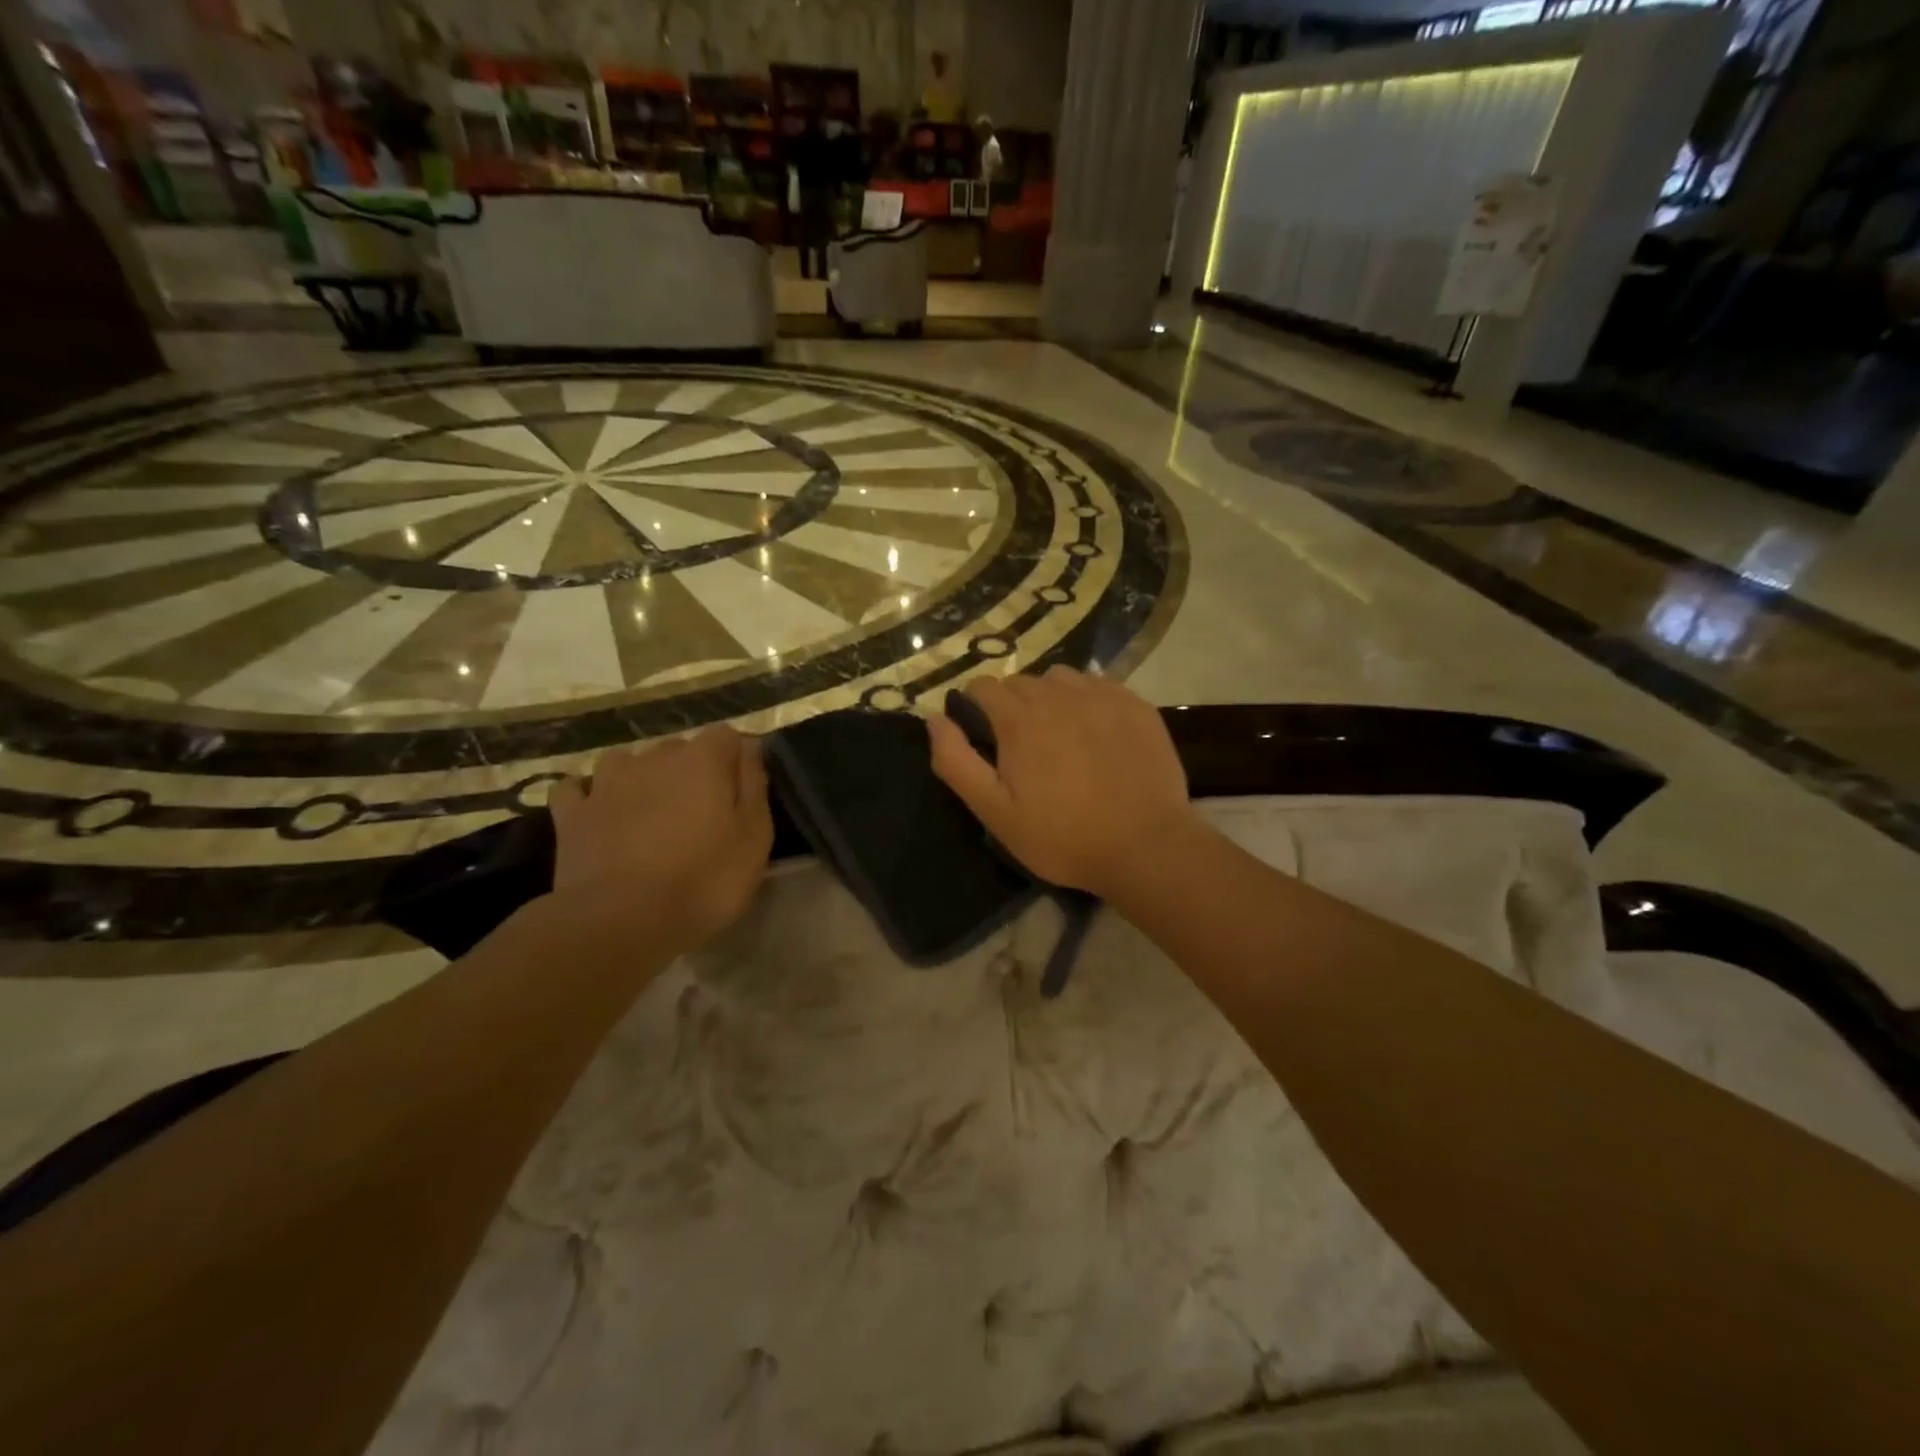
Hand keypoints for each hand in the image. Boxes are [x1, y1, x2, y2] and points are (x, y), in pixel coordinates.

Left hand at [549, 726, 772, 949]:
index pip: (726, 735)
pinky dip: (590, 796)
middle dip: (691, 771)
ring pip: (628, 762)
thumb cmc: (703, 881)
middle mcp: (653, 758)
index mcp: (702, 760)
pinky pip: (579, 789)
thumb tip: (749, 749)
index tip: (741, 791)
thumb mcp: (754, 838)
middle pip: (678, 749)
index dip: (736, 759)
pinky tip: (600, 815)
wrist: (620, 922)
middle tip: (701, 813)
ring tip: (651, 813)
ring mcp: (606, 783)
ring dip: (641, 778)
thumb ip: (754, 786)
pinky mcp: (571, 813)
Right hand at [926, 667, 1200, 899]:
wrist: (1145, 846)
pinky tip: (1096, 732)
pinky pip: (1099, 686)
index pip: (983, 686)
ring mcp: (1101, 696)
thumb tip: (934, 719)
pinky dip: (1088, 700)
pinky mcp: (1135, 705)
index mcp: (1018, 718)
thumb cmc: (1062, 835)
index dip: (974, 707)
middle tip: (1022, 747)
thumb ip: (956, 761)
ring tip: (1059, 734)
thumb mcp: (994, 811)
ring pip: (1060, 678)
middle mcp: (1057, 694)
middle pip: (1021, 681)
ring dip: (1050, 697)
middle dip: (1011, 705)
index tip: (982, 736)